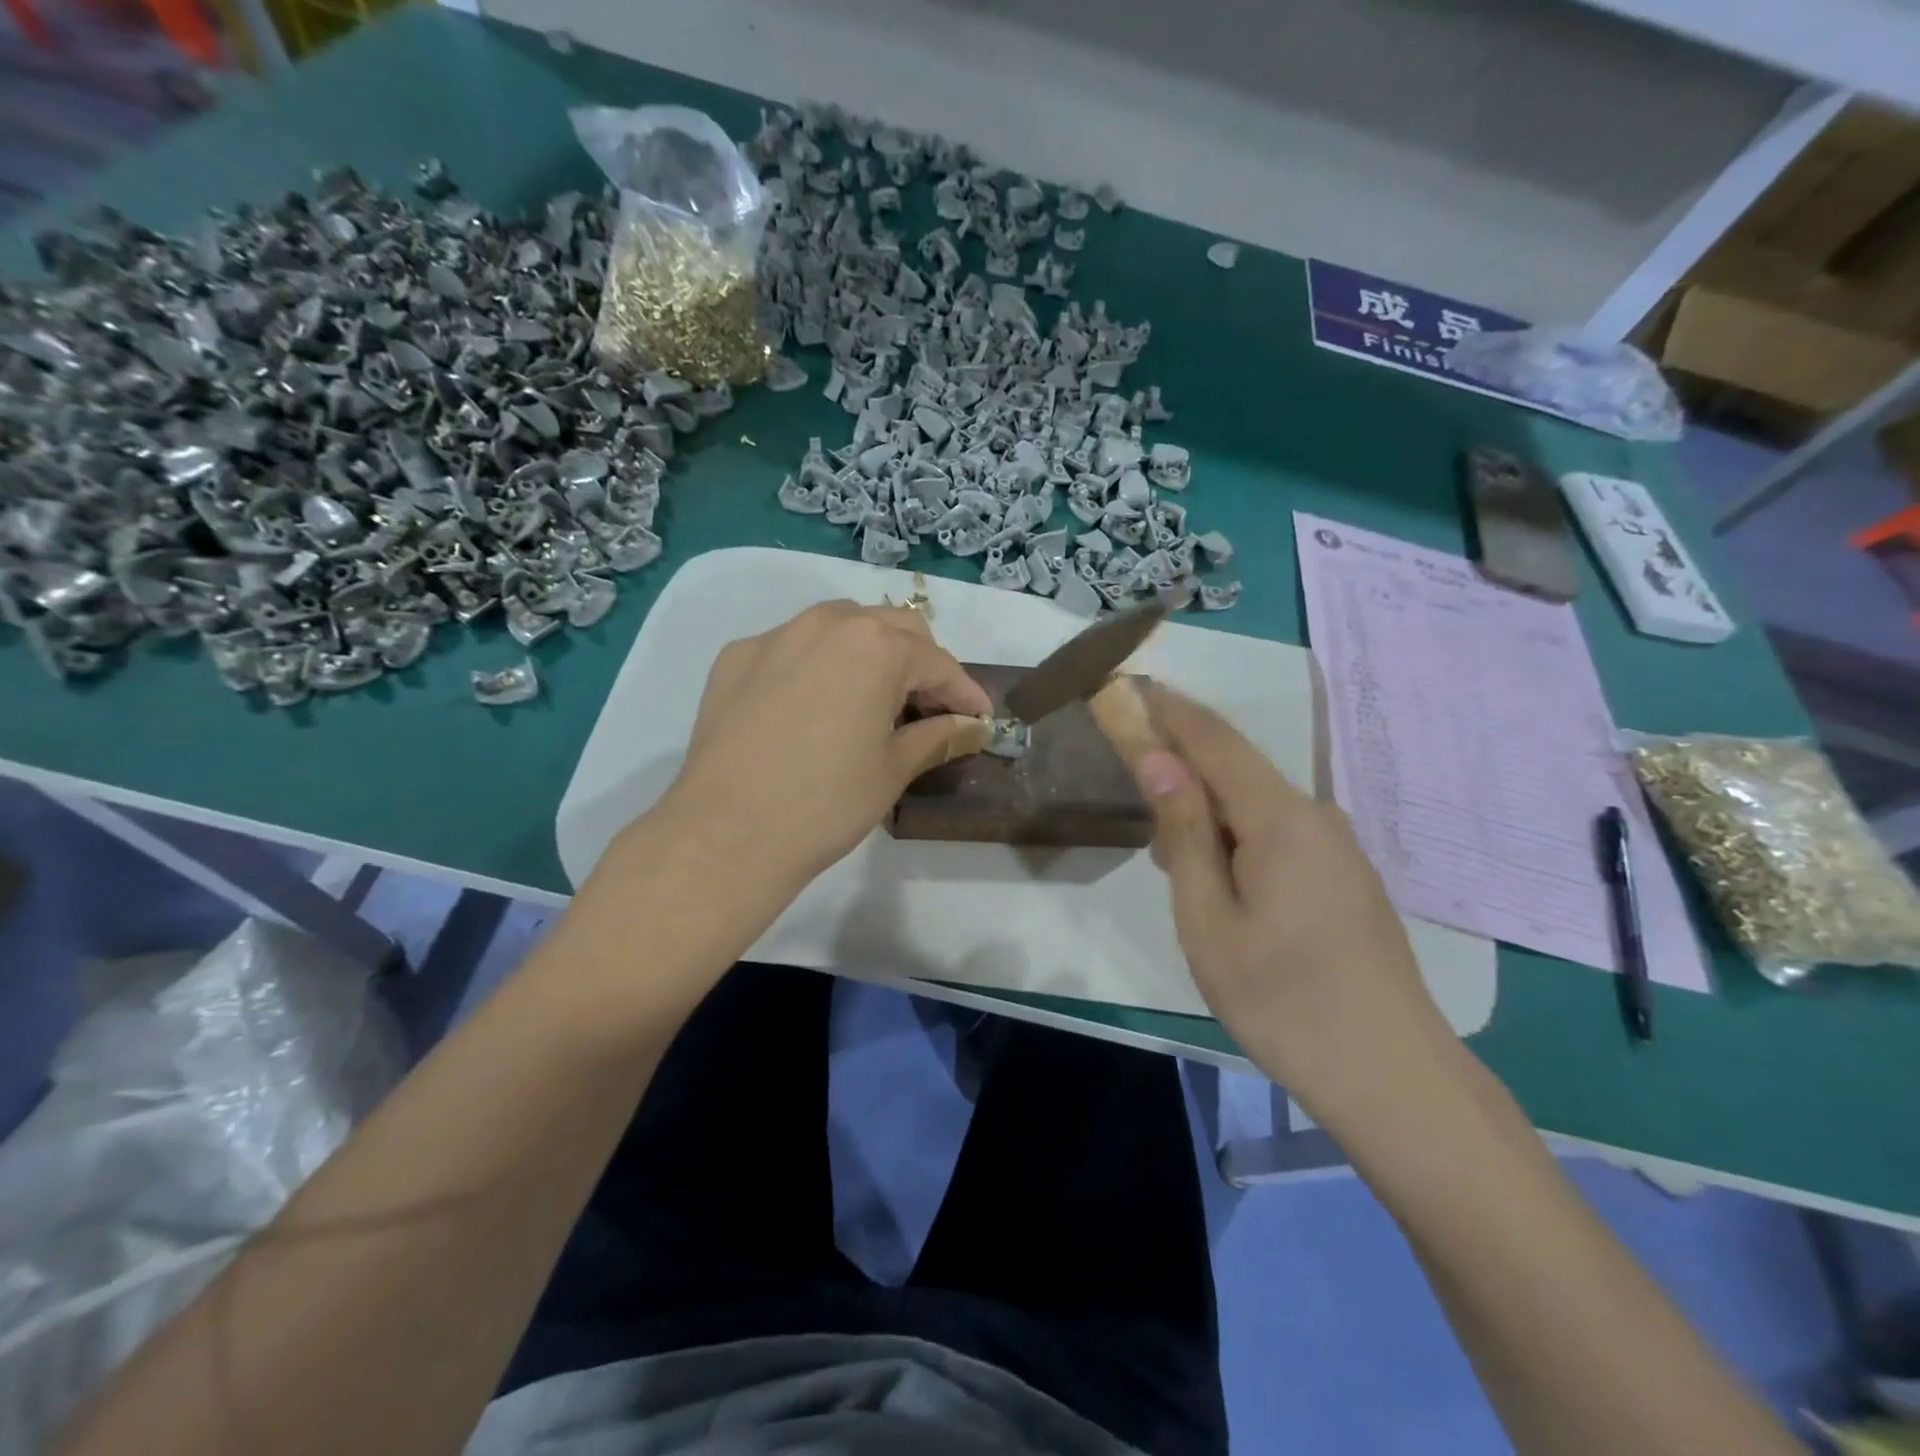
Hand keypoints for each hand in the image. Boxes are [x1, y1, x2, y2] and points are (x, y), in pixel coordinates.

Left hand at [658, 600, 991, 895]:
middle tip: (930, 707)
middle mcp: (826, 624)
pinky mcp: (736, 657)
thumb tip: (968, 726)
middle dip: (920, 662)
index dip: (964, 692)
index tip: (979, 718)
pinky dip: (818, 662)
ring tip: (875, 696)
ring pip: (840, 625)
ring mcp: (775, 636)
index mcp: (874, 647)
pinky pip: (792, 645)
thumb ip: (937, 736)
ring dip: (869, 651)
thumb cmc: (826, 804)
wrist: (725, 835)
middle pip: (892, 626)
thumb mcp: (893, 770)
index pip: (936, 662)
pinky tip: (814, 703)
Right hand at [1131, 685, 1457, 1128]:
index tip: (1132, 688)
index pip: (1215, 740)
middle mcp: (1317, 818)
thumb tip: (1160, 761)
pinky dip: (1240, 849)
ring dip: (1210, 826)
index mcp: (1281, 819)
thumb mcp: (1209, 921)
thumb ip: (1184, 833)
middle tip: (1150, 842)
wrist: (1394, 1079)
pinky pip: (1281, 840)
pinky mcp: (1349, 879)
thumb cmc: (1283, 1001)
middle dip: (1184, 785)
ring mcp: (1340, 850)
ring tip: (1187, 887)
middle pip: (1236, 776)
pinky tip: (1231, 901)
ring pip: (1257, 813)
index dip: (1170, 712)